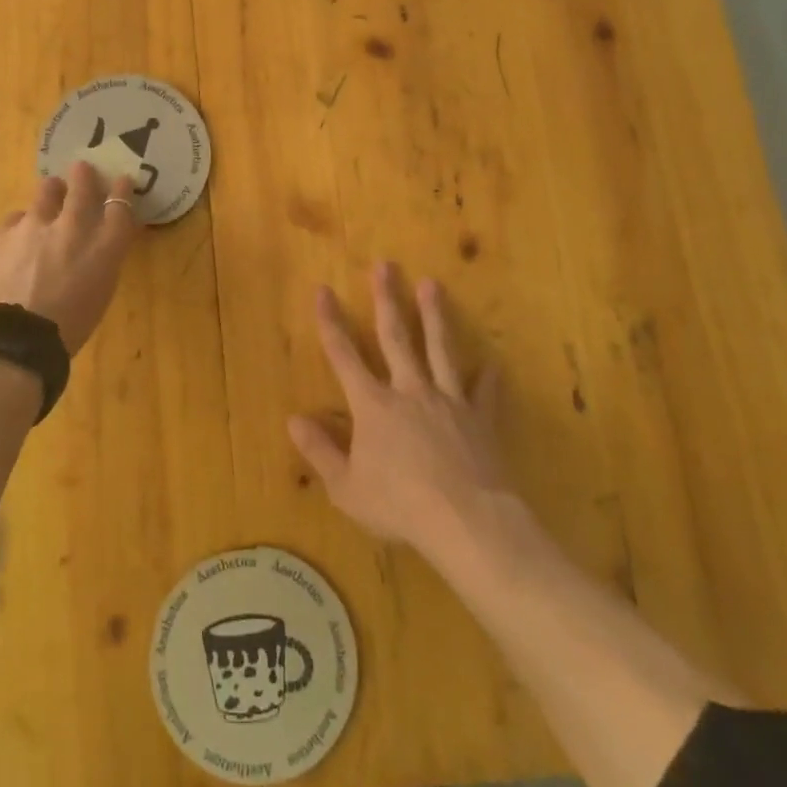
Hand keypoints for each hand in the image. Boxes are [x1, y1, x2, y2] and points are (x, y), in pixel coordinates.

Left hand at [0, 162, 140, 354]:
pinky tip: (19, 240)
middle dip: (85, 175)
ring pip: (47, 190)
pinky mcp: (3, 232)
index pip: (120, 203)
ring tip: (49, 197)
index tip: (120, 182)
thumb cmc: (69, 328)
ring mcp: (35, 224)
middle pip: (83, 184)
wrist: (15, 343)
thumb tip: (102, 240)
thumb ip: (104, 257)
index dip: (121, 189)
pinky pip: (16, 217)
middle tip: (82, 170)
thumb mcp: (101, 291)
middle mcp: (73, 226)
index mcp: (105, 246)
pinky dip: (22, 225)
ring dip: (52, 192)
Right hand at [289, 263, 513, 559]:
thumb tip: (293, 420)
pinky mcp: (480, 419)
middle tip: (386, 265)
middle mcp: (409, 391)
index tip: (323, 289)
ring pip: (440, 349)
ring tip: (432, 284)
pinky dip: (488, 378)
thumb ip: (320, 451)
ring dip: (435, 315)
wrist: (466, 522)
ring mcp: (448, 400)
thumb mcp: (346, 487)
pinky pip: (485, 392)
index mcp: (373, 405)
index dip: (331, 321)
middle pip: (396, 336)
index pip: (343, 355)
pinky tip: (493, 364)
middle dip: (387, 299)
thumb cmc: (399, 505)